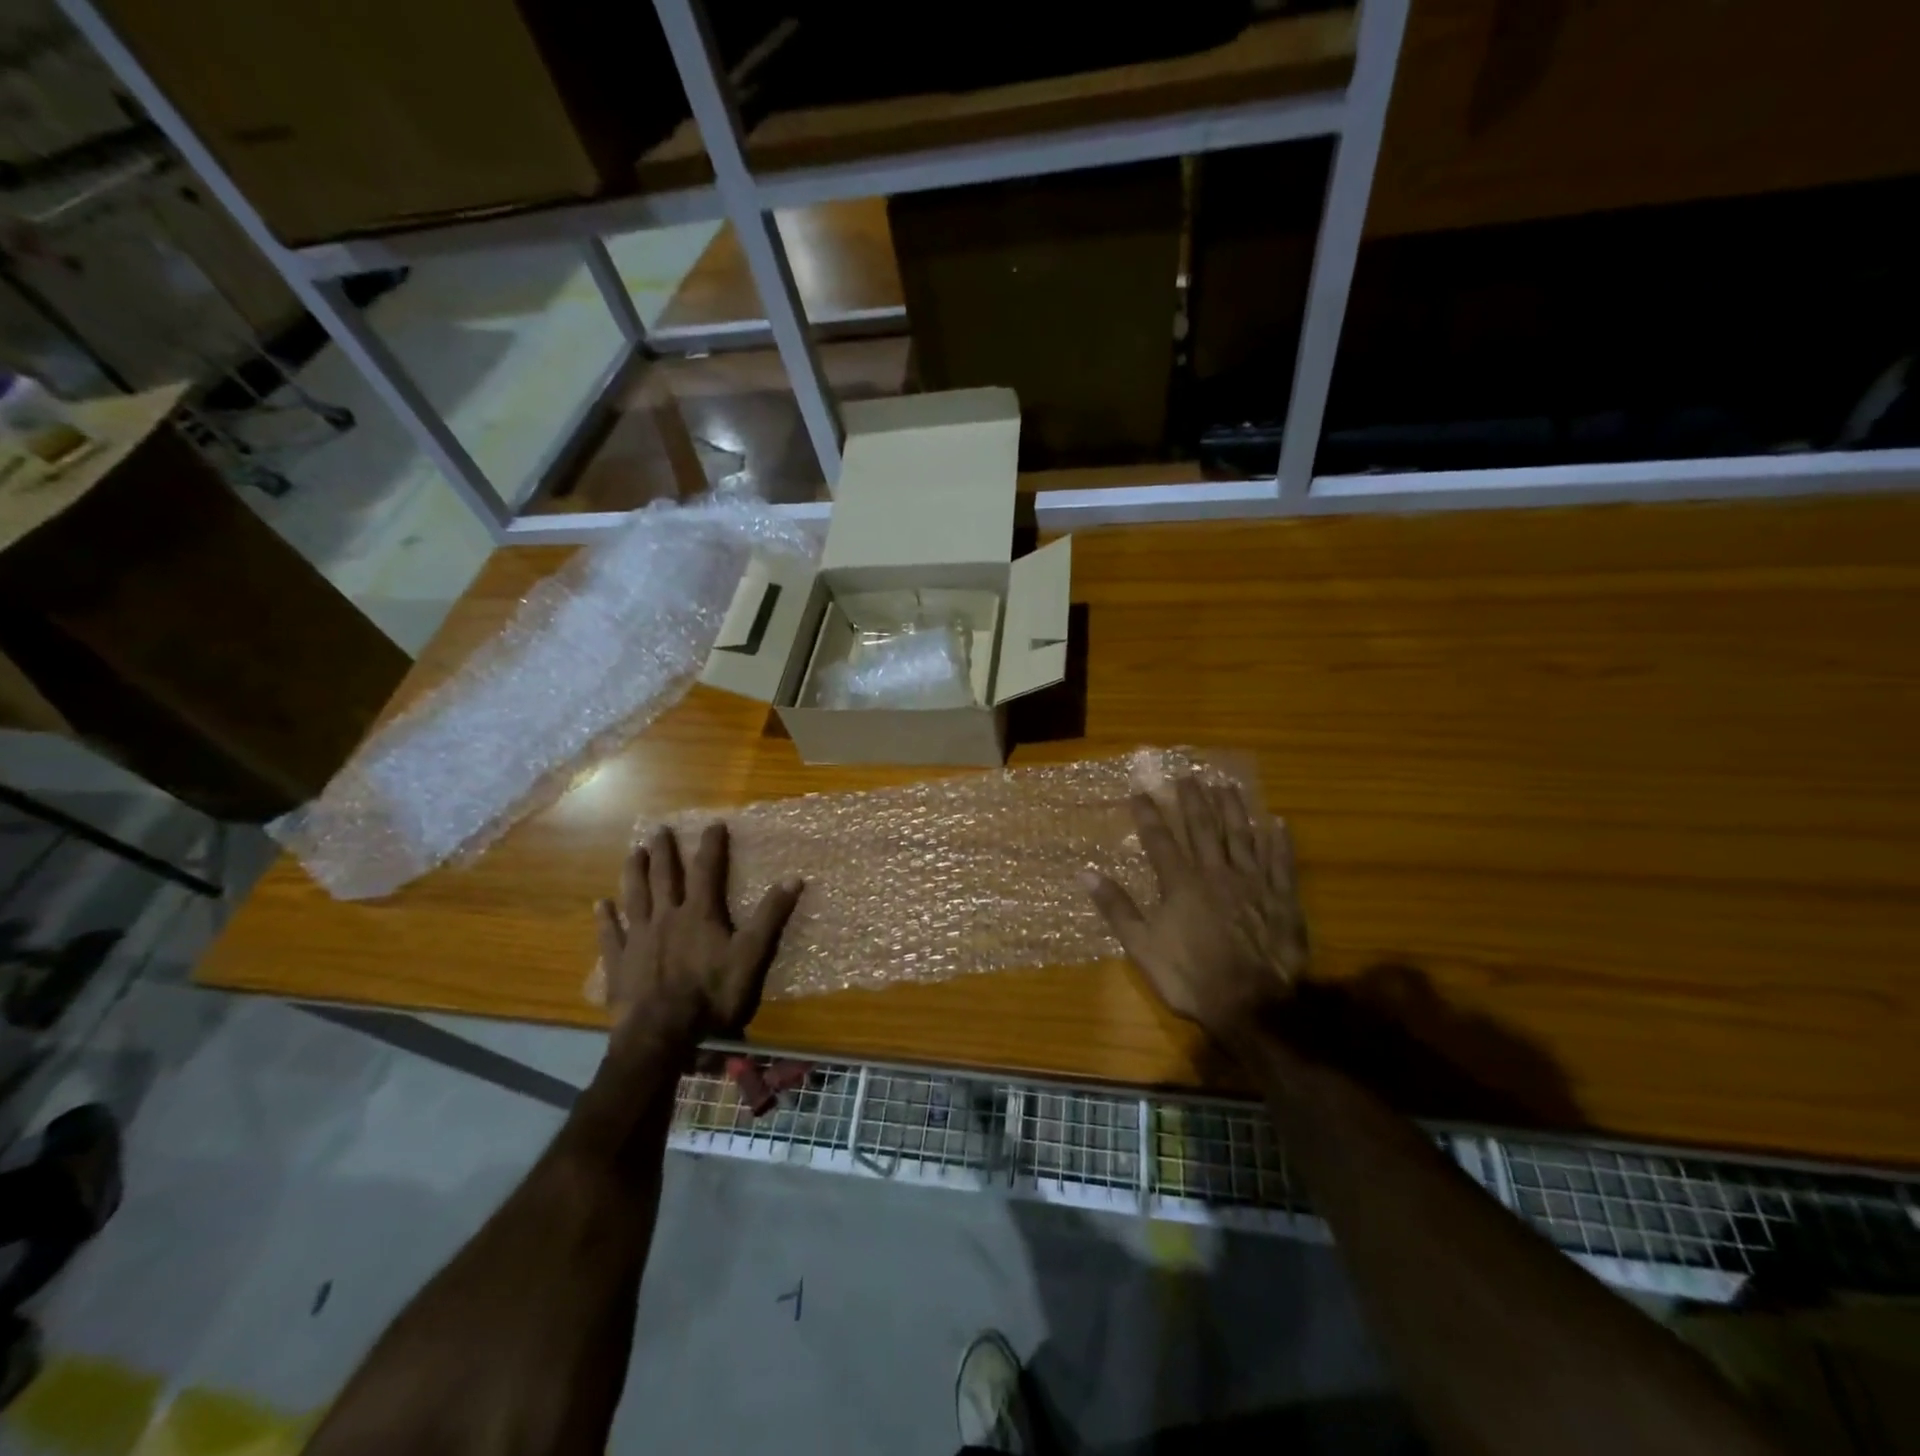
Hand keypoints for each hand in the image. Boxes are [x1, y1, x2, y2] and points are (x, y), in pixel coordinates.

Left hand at [595, 823, 802, 1050]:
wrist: (662, 1033)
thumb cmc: (712, 994)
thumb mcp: (751, 956)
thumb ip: (770, 917)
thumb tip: (794, 879)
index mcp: (699, 914)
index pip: (707, 870)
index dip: (711, 846)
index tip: (713, 824)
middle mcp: (666, 917)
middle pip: (664, 878)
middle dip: (664, 852)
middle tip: (659, 830)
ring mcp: (639, 939)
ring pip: (635, 897)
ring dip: (634, 873)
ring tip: (634, 853)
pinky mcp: (619, 963)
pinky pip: (611, 935)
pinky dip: (605, 919)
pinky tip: (600, 905)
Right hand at [1081, 777, 1307, 1043]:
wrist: (1252, 1004)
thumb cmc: (1191, 976)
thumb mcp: (1142, 946)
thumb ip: (1116, 907)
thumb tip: (1084, 874)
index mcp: (1181, 884)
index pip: (1160, 840)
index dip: (1149, 814)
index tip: (1140, 790)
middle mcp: (1216, 873)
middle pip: (1203, 828)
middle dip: (1193, 800)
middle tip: (1187, 775)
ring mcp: (1253, 883)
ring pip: (1242, 836)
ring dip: (1233, 808)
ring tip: (1227, 785)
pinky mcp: (1282, 899)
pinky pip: (1281, 862)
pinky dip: (1280, 841)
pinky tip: (1278, 822)